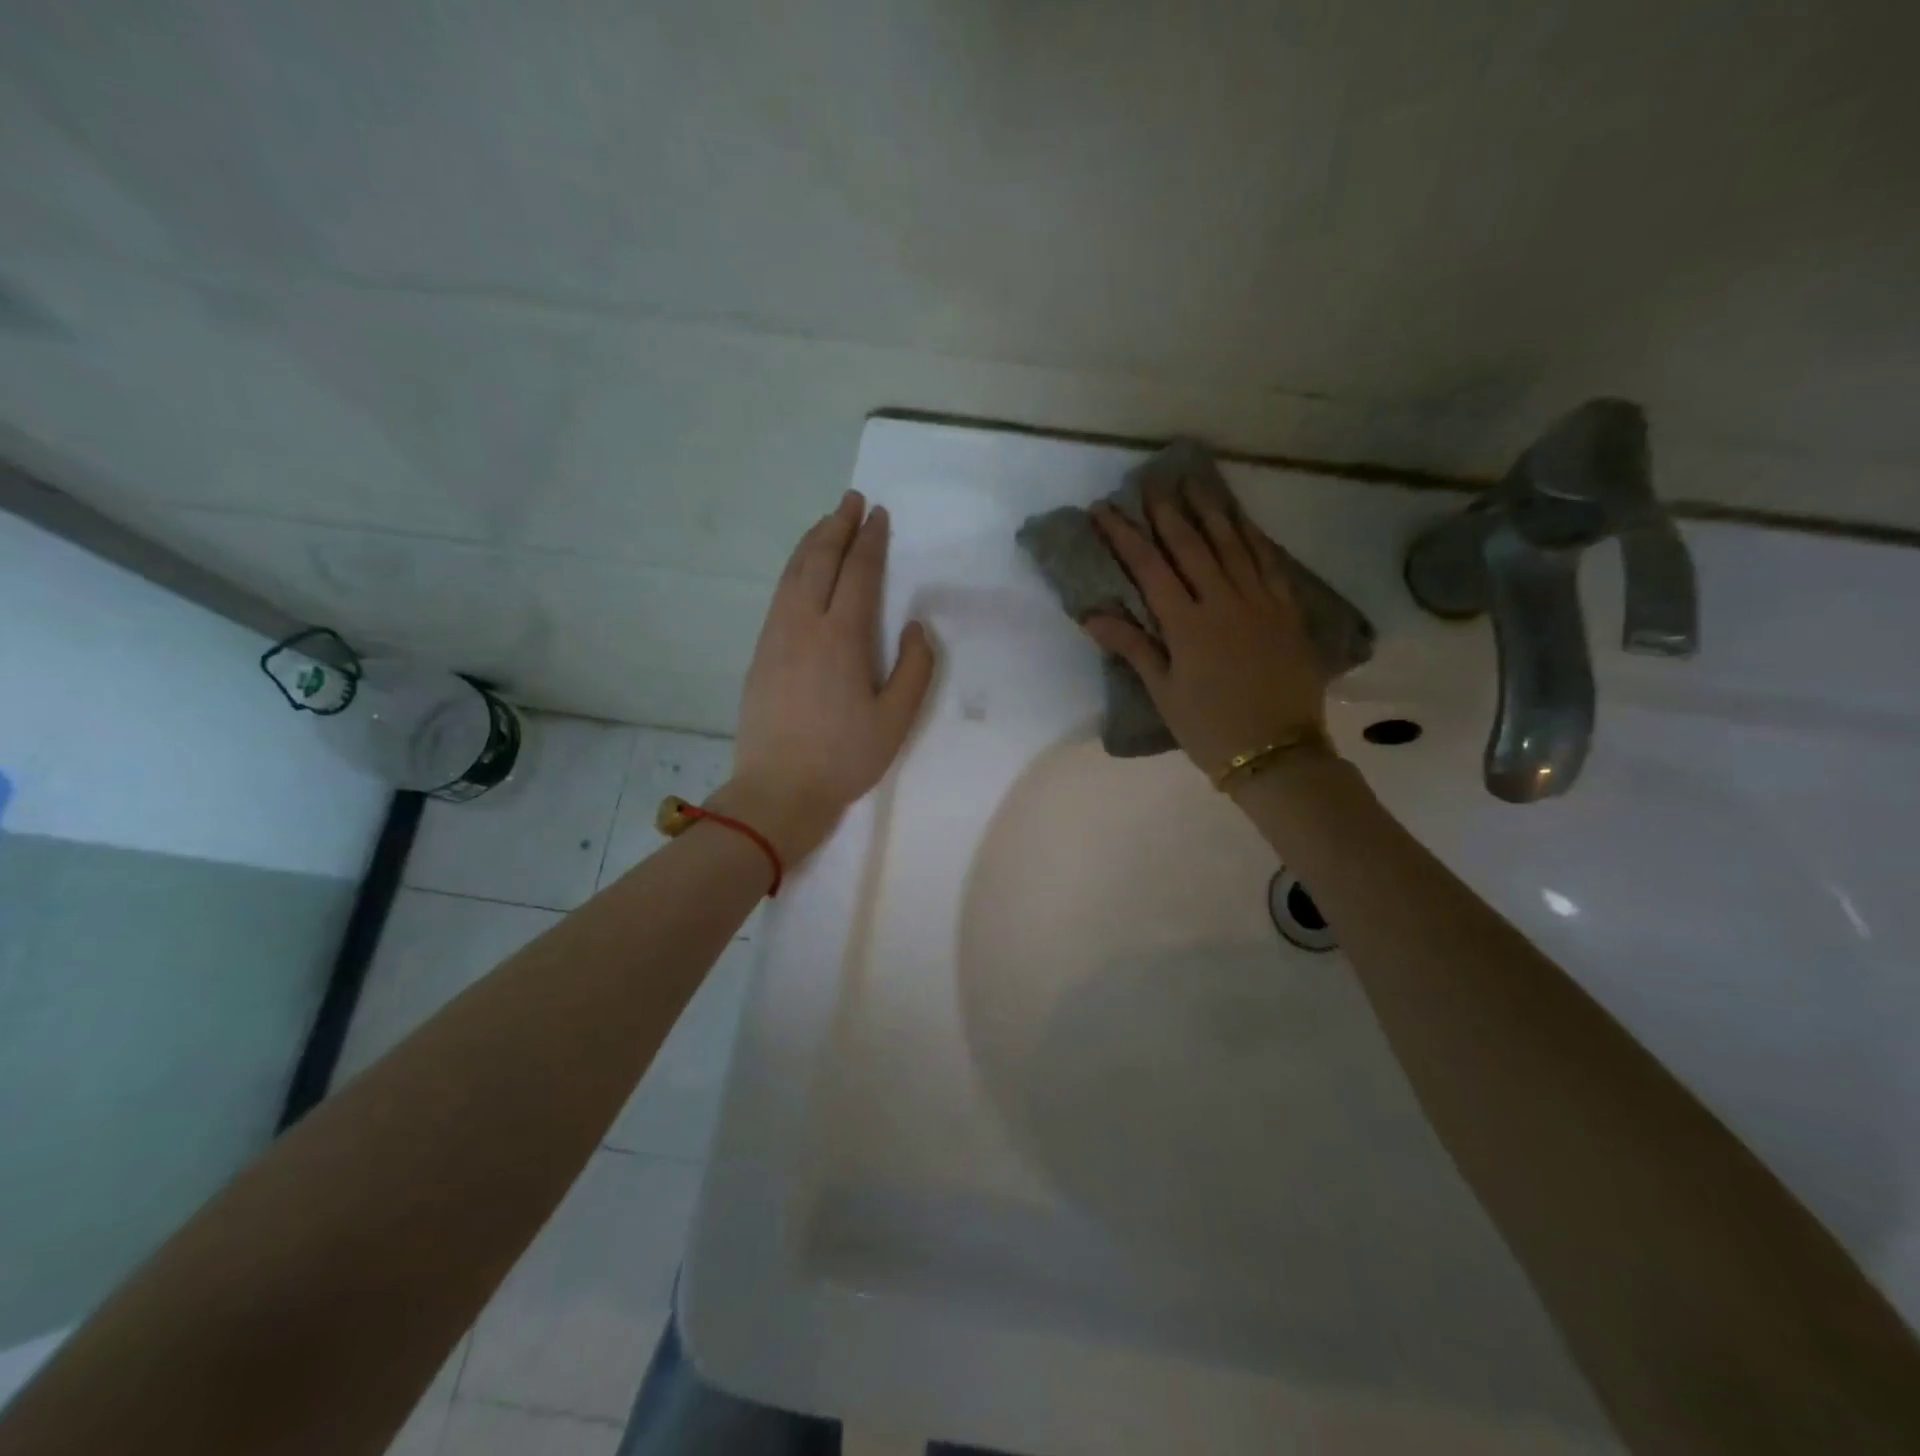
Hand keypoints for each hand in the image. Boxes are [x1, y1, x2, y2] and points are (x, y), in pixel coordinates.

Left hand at [721, 490, 935, 861]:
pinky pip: (779, 594)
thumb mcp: (896, 720)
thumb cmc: (844, 757)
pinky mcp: (760, 652)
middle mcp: (804, 624)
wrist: (778, 790)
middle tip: (850, 500)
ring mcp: (775, 636)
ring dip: (812, 542)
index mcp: (842, 637)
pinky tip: (801, 571)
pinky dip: (794, 569)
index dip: (870, 540)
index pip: (858, 573)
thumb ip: (915, 668)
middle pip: (818, 560)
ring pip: (792, 573)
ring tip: (827, 523)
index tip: (878, 514)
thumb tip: (916, 627)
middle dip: (836, 526)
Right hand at [1082, 482, 1331, 785]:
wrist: (1278, 753)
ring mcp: (1260, 603)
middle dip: (1168, 512)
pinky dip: (1253, 538)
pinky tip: (1243, 521)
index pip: (1150, 568)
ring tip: (1195, 485)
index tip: (1104, 510)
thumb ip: (1132, 647)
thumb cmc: (1210, 728)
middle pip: (1191, 546)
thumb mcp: (1164, 692)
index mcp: (1187, 624)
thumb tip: (1092, 615)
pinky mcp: (1287, 611)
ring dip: (1211, 512)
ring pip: (1233, 545)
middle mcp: (1224, 602)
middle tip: (1152, 483)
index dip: (1124, 536)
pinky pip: (1269, 563)